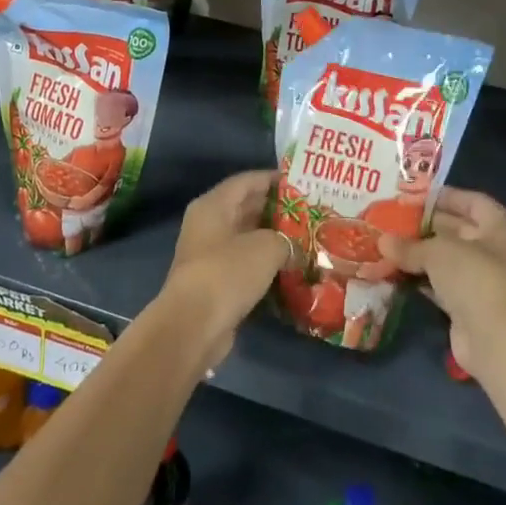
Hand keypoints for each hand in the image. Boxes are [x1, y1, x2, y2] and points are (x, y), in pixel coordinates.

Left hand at [156, 170, 294, 368]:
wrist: (194, 325)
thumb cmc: (228, 272)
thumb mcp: (266, 247)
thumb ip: (286, 239)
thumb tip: (295, 248)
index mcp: (213, 205)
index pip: (247, 181)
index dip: (274, 179)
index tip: (302, 182)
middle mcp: (208, 224)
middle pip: (246, 207)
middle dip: (277, 209)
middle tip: (310, 211)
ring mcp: (210, 254)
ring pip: (247, 237)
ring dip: (273, 238)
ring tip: (307, 238)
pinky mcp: (216, 281)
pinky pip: (245, 263)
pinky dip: (266, 263)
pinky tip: (291, 267)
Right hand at [379, 188, 505, 374]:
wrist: (496, 339)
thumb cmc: (475, 277)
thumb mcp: (438, 252)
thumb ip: (410, 245)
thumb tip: (382, 241)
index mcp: (502, 226)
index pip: (472, 201)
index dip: (443, 196)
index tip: (413, 195)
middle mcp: (499, 250)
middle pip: (460, 229)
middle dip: (426, 225)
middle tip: (393, 219)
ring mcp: (487, 279)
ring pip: (449, 259)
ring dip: (421, 253)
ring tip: (388, 243)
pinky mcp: (472, 305)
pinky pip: (443, 284)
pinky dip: (423, 278)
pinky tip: (396, 271)